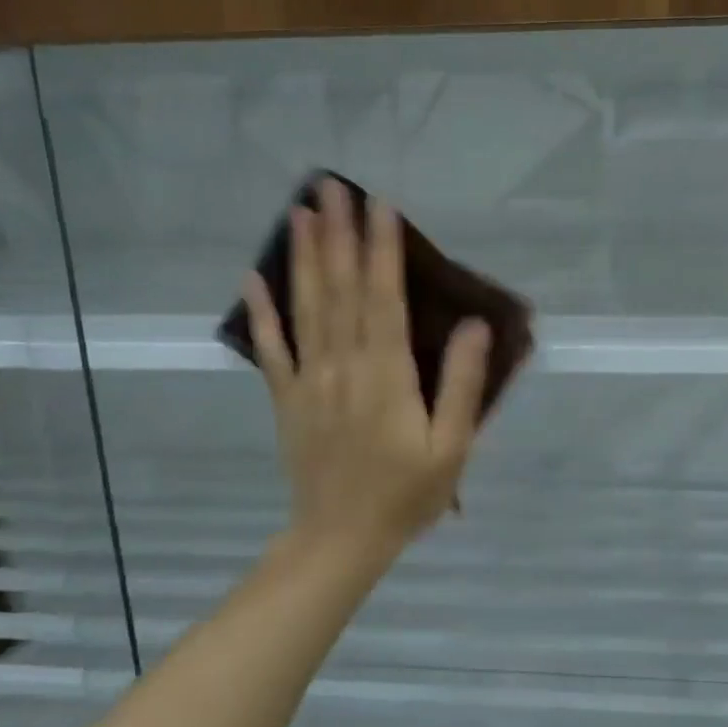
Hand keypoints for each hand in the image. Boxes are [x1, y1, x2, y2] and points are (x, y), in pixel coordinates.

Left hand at [243, 179, 490, 561]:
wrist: (339, 540)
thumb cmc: (405, 496)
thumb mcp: (451, 448)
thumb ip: (462, 386)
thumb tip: (475, 327)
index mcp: (386, 376)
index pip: (384, 298)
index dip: (383, 249)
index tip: (380, 204)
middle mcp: (343, 366)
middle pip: (341, 290)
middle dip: (340, 235)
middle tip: (332, 186)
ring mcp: (309, 381)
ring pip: (306, 307)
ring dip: (305, 258)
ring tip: (300, 212)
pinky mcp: (287, 399)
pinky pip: (271, 349)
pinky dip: (261, 311)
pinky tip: (253, 277)